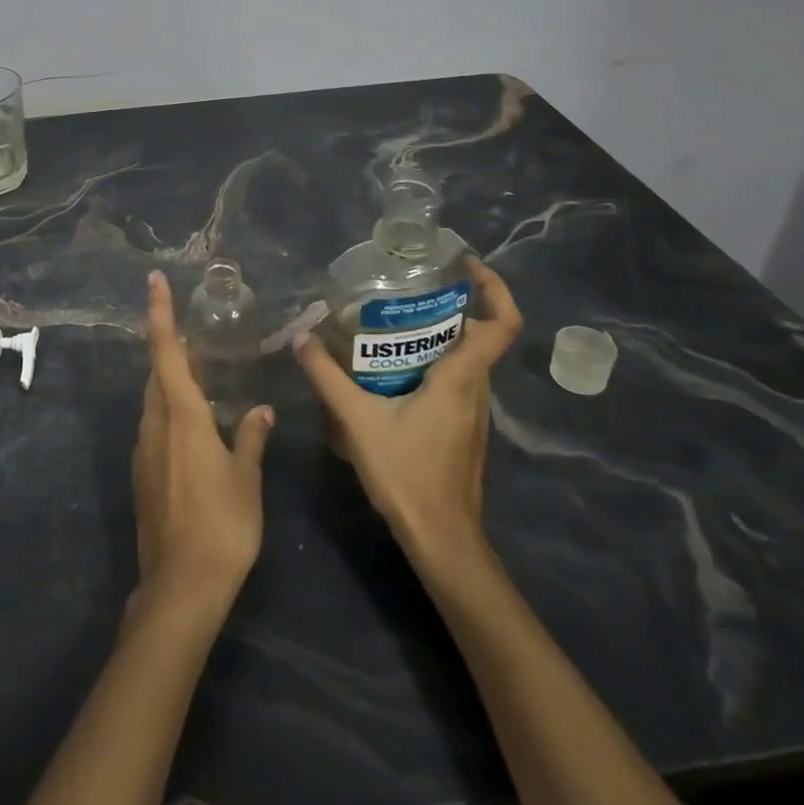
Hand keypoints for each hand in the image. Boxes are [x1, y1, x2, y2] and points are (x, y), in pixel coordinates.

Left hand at [131, 270, 274, 620]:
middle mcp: (155, 425)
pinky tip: (193, 427)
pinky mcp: (142, 475)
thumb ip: (251, 438)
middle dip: (171, 348)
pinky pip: (154, 427)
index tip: (154, 280)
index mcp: (180, 416)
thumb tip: (262, 411)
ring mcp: (144, 451)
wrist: (180, 587)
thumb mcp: (246, 478)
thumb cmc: (221, 525)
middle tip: (197, 336)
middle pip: (156, 373)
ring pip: (154, 401)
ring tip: (200, 375)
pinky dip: (170, 412)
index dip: (160, 313)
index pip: (165, 351)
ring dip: (171, 381)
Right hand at [293, 256, 521, 565]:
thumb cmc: (407, 474)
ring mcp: (474, 412)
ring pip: (466, 360)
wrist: (440, 538)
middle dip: (449, 307)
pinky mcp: (463, 429)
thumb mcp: (358, 420)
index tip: (466, 266)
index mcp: (462, 378)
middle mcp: (477, 390)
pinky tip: (392, 374)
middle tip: (406, 292)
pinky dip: (432, 365)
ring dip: (438, 337)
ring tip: (391, 326)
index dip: (495, 287)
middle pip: (478, 335)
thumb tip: (300, 338)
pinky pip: (455, 382)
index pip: (503, 324)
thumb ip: (327, 377)